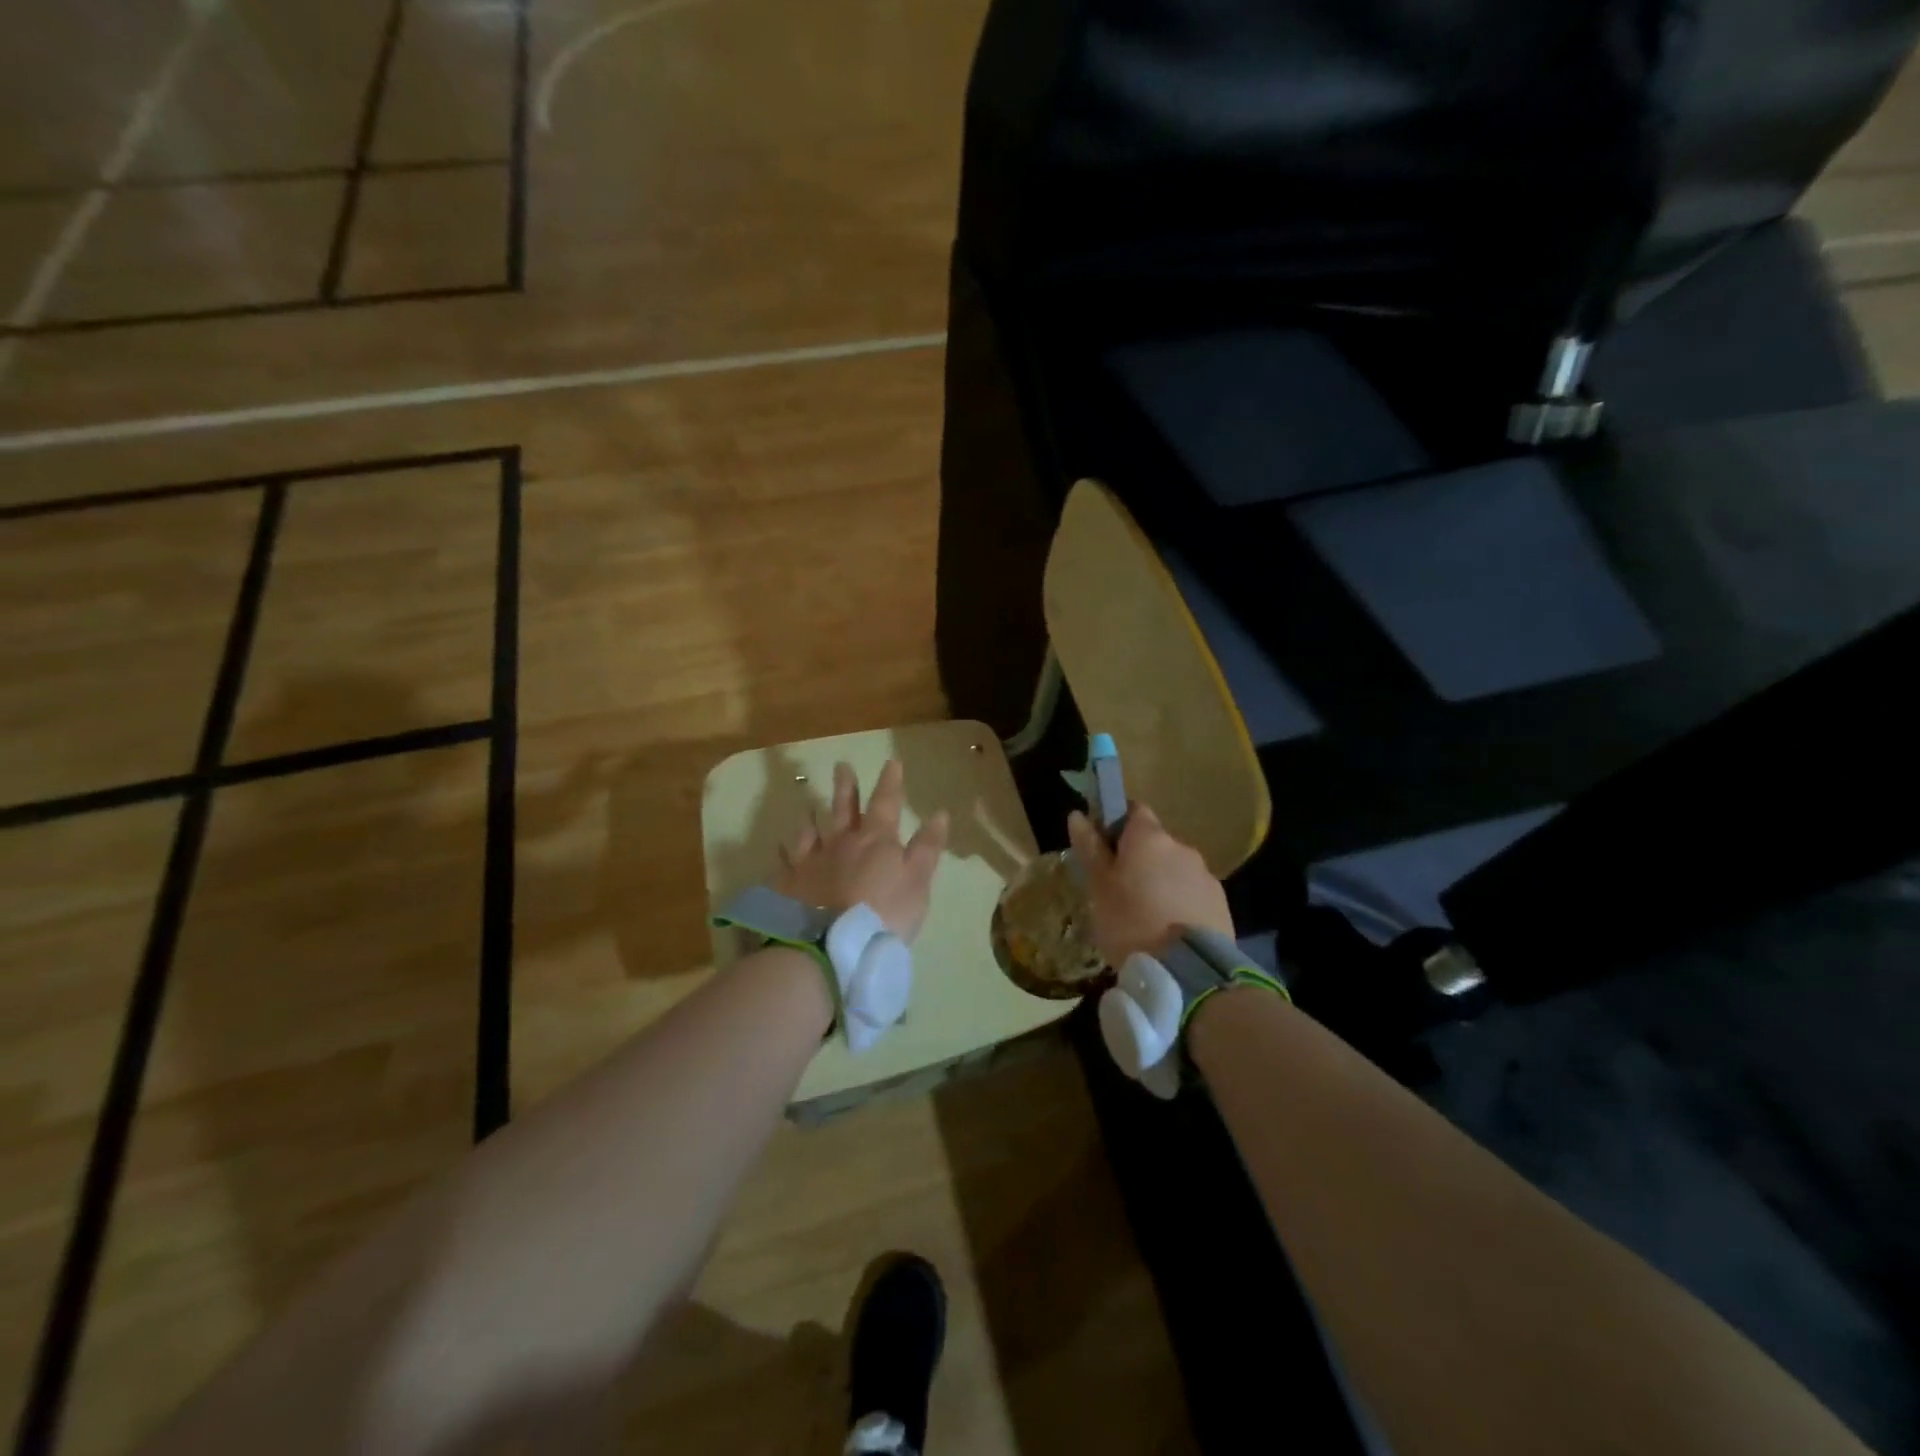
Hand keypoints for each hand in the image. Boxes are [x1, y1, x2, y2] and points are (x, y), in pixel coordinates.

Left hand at [774, 760, 949, 942]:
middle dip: (846, 786)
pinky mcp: (788, 885)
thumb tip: (939, 814)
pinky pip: (784, 863)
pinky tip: (779, 848)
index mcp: (875, 840)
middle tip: (841, 765)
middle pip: (843, 808)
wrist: (831, 944)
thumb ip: (927, 848)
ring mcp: (811, 862)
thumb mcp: (917, 882)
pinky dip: (783, 853)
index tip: (891, 762)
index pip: (885, 803)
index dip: (890, 782)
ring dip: (810, 816)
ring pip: (810, 831)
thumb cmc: (884, 913)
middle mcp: (840, 842)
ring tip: (807, 804)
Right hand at [1067, 803, 1233, 966]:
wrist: (1187, 971)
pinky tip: (1170, 931)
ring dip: (1162, 883)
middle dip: (1140, 860)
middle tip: (1120, 891)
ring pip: (1176, 870)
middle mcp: (1181, 847)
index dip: (1118, 823)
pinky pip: (1194, 895)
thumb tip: (1077, 815)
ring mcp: (1206, 875)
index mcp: (1149, 837)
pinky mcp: (1221, 904)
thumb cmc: (1129, 922)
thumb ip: (1090, 848)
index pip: (1134, 810)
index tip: (1105, 848)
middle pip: (1156, 843)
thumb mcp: (1098, 887)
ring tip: (1147, 917)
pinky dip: (1181, 904)